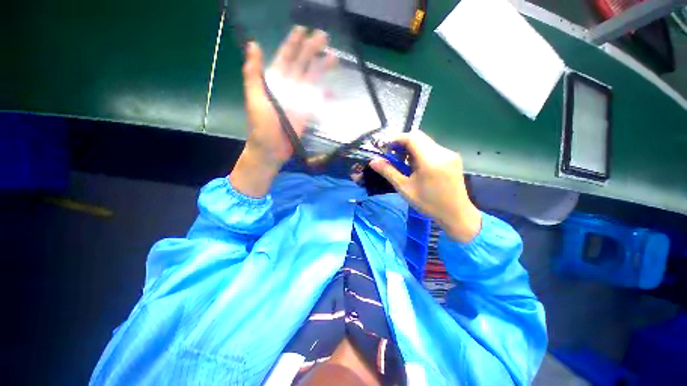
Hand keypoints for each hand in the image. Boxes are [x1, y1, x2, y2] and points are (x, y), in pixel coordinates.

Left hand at [231, 26, 336, 196]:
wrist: (271, 149)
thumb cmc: (261, 125)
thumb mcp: (254, 98)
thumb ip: (254, 74)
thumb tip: (253, 45)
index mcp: (275, 82)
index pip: (285, 58)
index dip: (293, 44)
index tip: (302, 30)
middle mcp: (288, 88)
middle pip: (302, 66)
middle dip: (312, 50)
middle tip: (324, 37)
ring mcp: (299, 101)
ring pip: (312, 81)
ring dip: (322, 69)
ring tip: (334, 58)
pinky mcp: (307, 114)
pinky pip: (317, 102)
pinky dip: (324, 96)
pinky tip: (332, 91)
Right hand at [370, 131, 481, 242]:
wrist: (456, 213)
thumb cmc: (428, 203)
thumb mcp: (405, 188)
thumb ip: (388, 172)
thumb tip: (373, 161)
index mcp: (430, 160)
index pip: (411, 138)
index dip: (395, 139)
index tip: (384, 147)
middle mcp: (442, 152)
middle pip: (418, 137)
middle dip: (401, 143)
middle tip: (391, 155)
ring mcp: (449, 154)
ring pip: (425, 142)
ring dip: (411, 148)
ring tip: (403, 162)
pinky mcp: (452, 157)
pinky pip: (432, 148)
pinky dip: (420, 152)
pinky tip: (416, 166)